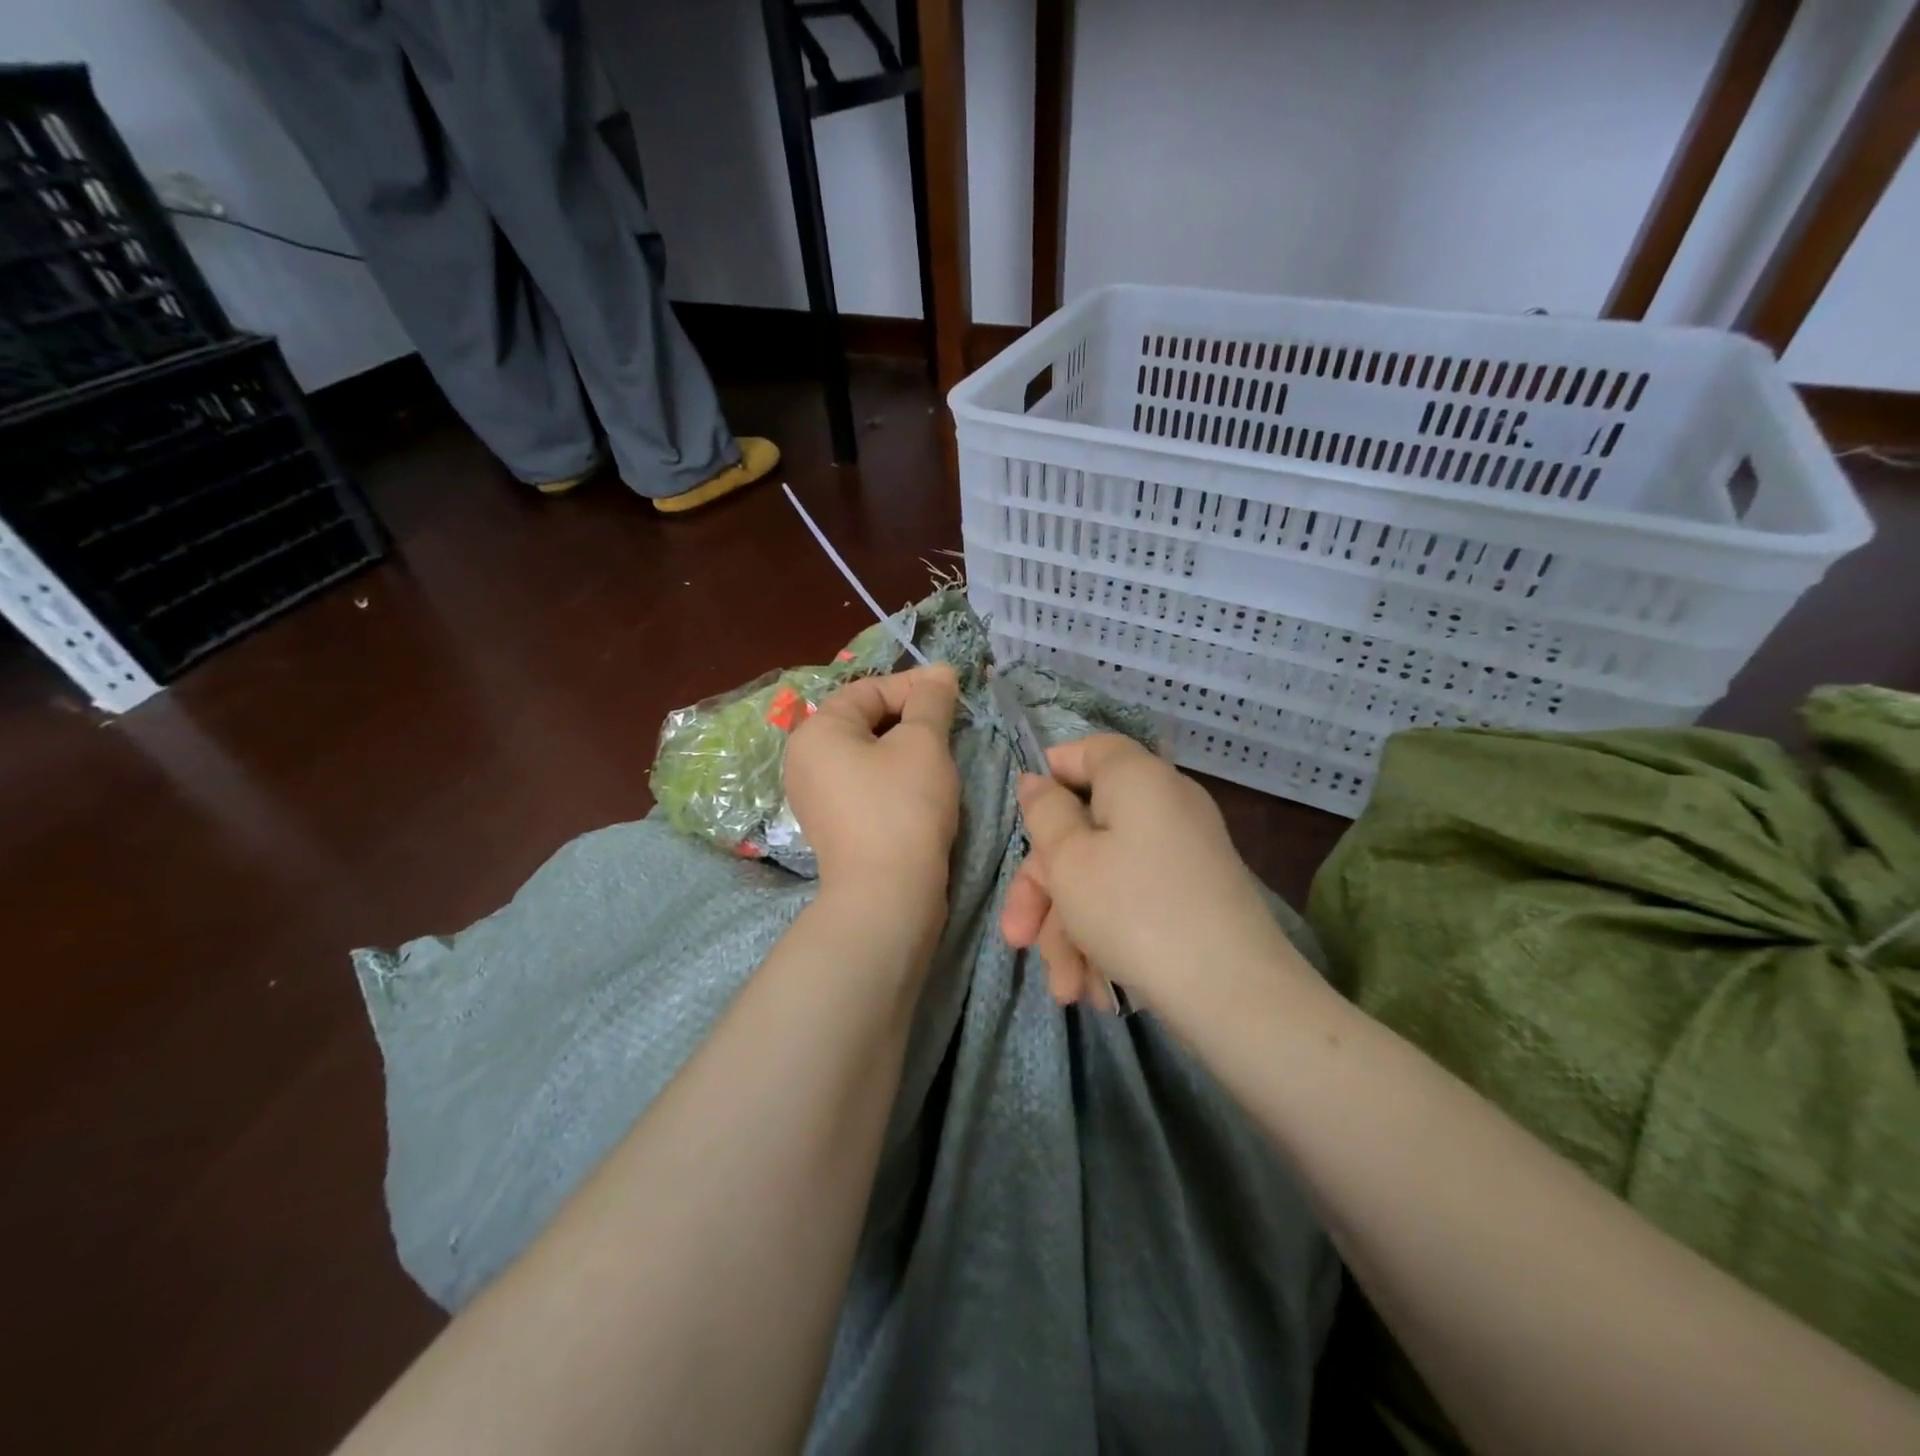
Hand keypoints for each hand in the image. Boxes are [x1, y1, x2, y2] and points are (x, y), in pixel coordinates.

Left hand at [784, 665, 961, 915]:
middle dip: (910, 717)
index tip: (954, 692)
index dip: (914, 686)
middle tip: (950, 725)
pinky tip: (920, 788)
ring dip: (905, 747)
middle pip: (864, 719)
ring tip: (940, 756)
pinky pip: (864, 782)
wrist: (887, 895)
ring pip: (867, 753)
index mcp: (817, 731)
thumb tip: (940, 672)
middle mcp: (805, 759)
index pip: (869, 690)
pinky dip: (892, 776)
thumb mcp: (923, 743)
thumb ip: (931, 700)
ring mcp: (815, 795)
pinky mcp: (833, 823)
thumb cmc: (903, 807)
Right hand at [1000, 735, 1309, 1025]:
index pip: (1088, 751)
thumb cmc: (1133, 910)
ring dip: (1071, 931)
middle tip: (1018, 939)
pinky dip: (1108, 939)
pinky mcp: (1194, 898)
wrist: (1233, 994)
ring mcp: (1183, 855)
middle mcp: (1165, 806)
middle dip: (1045, 890)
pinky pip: (1134, 903)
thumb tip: (1037, 781)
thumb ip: (1045, 813)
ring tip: (1066, 989)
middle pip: (1085, 829)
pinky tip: (1097, 989)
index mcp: (1137, 779)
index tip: (1023, 821)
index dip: (1049, 777)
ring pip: (1104, 877)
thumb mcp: (1068, 859)